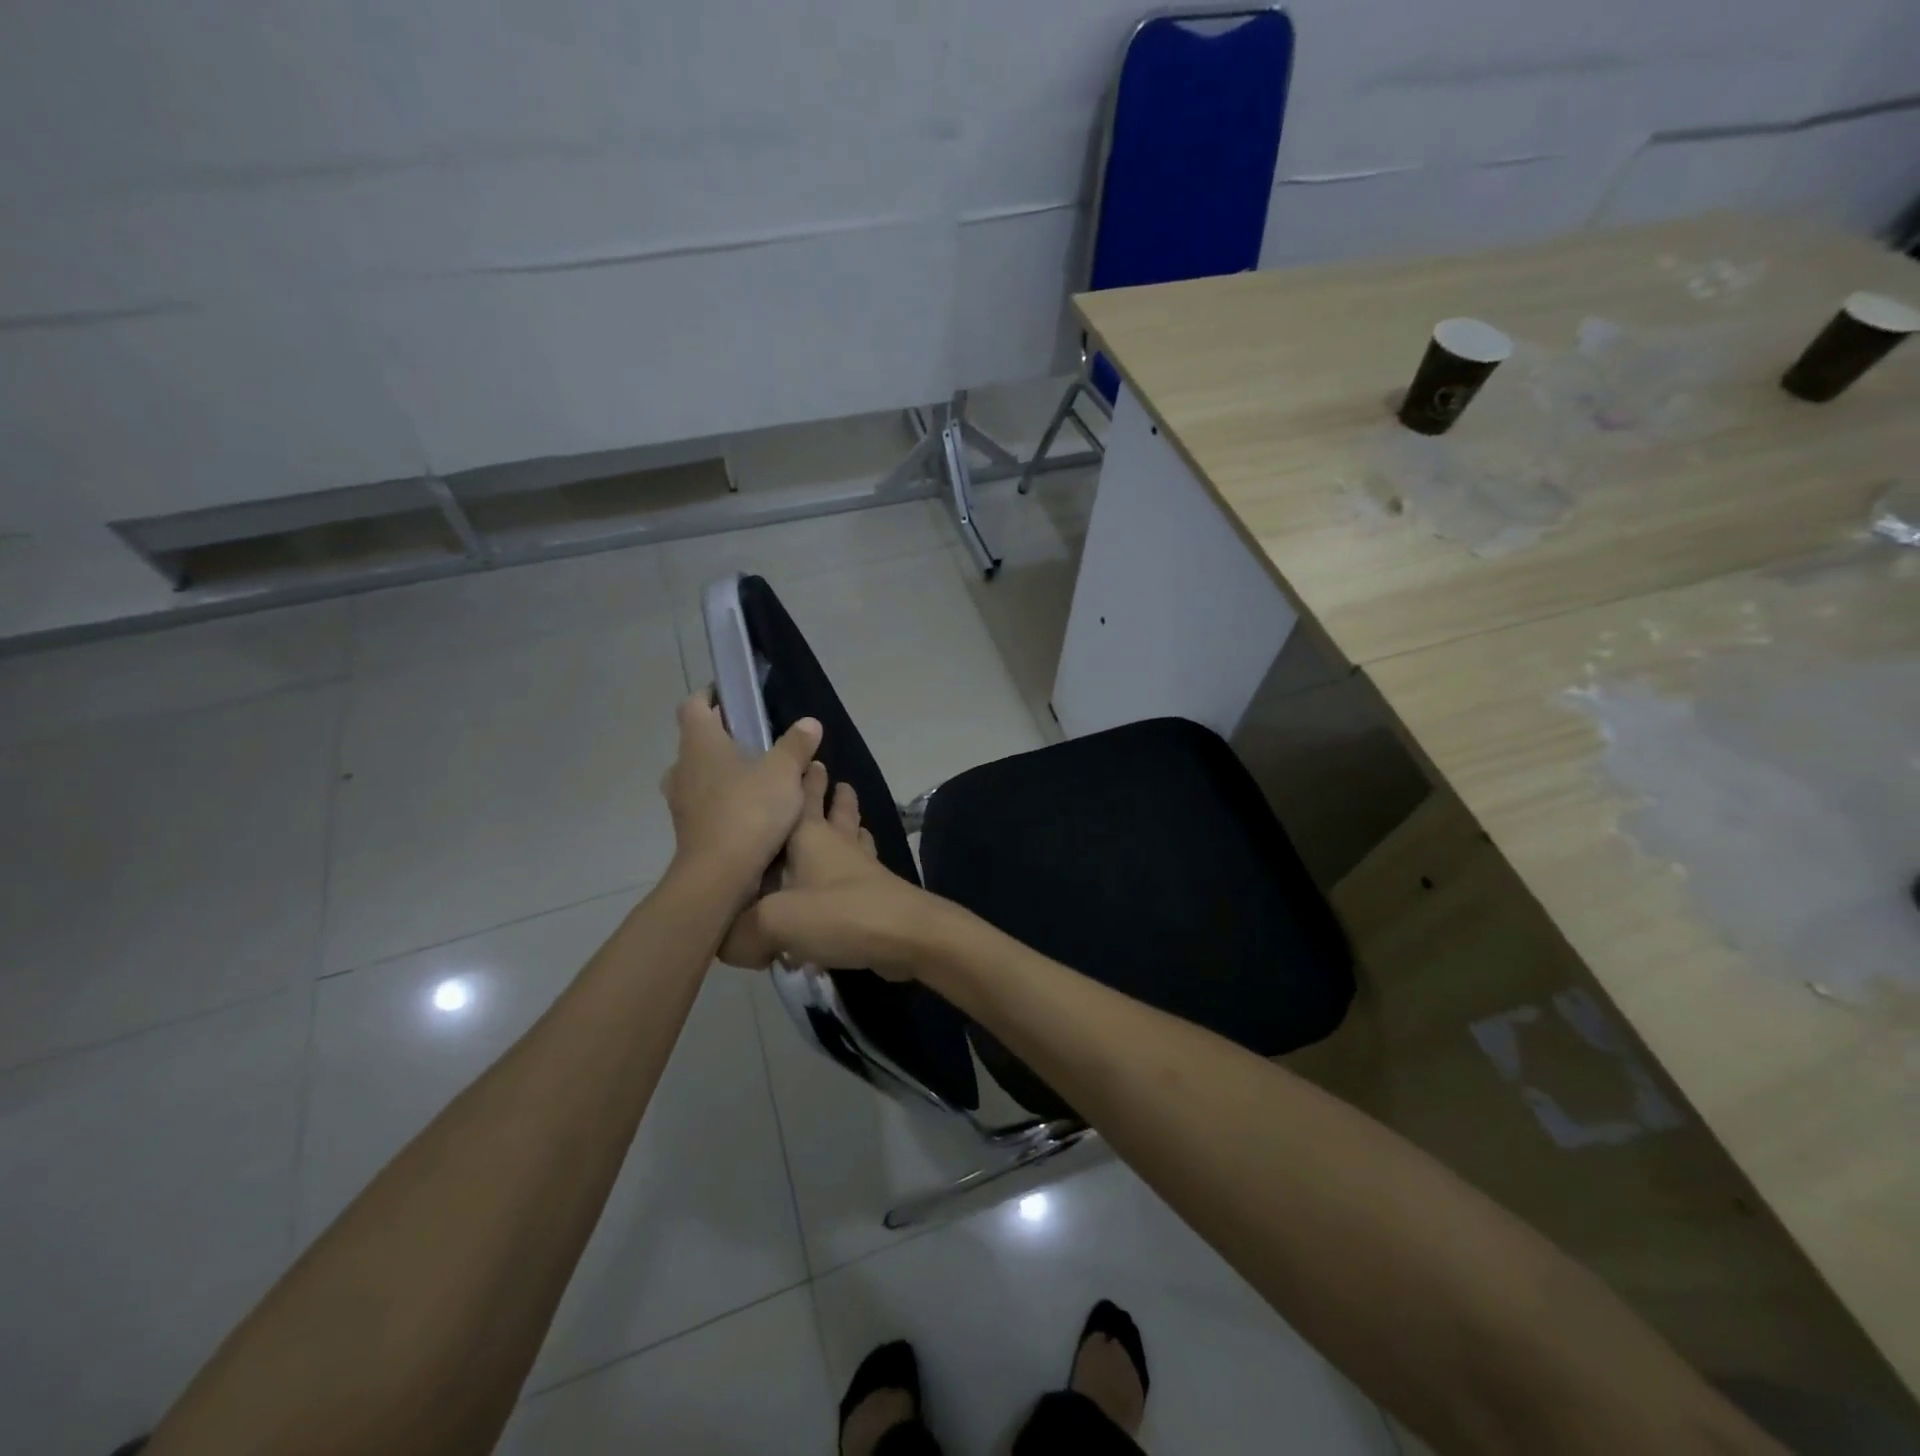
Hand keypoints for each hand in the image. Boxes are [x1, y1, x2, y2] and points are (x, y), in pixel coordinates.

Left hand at [662, 691, 821, 899]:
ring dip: (726, 771)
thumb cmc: (749, 811)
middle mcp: (682, 766)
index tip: (737, 696)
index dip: (712, 695)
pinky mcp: (690, 829)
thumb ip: (796, 745)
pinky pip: (708, 803)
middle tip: (760, 738)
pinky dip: (727, 799)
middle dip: (726, 736)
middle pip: (700, 739)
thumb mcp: (784, 773)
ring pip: (703, 773)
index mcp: (699, 742)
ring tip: (761, 776)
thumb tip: (809, 723)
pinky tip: (756, 810)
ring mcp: (682, 800)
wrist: (719, 876)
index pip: (694, 704)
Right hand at [721, 761, 938, 976]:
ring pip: (853, 834)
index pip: (803, 797)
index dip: (800, 778)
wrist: (906, 935)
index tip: (799, 758)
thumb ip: (741, 931)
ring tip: (844, 812)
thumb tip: (724, 942)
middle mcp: (837, 844)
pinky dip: (855, 860)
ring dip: (848, 821)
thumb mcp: (775, 922)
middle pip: (834, 810)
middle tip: (825, 772)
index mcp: (809, 836)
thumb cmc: (839, 914)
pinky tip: (853, 869)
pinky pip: (861, 868)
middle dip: (828, 793)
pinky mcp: (875, 892)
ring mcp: (861, 867)